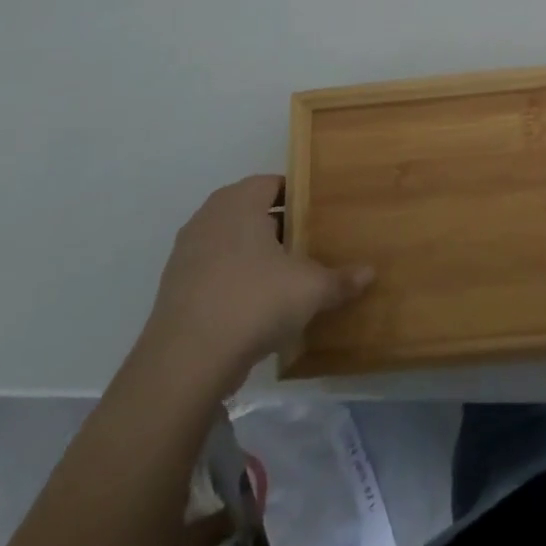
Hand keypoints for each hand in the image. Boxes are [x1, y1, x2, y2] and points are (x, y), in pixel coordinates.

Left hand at [141, 175, 372, 376]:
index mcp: (239, 202)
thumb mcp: (310, 289)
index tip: (320, 213)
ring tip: (286, 275)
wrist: (185, 363)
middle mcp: (209, 217)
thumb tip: (371, 273)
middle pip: (250, 211)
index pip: (273, 183)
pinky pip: (214, 271)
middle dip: (279, 225)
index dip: (298, 196)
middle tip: (309, 243)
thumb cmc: (254, 301)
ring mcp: (186, 253)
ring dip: (254, 254)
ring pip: (230, 242)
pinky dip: (234, 279)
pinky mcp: (174, 288)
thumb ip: (341, 279)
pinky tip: (256, 305)